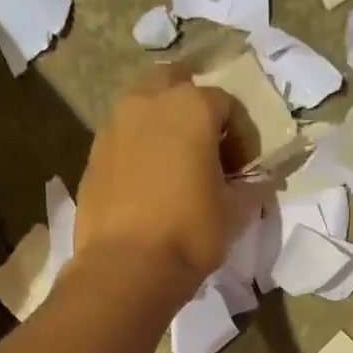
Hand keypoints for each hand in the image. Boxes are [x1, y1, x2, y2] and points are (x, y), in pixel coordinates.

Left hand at [73, 64, 241, 287]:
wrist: (126, 267)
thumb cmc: (190, 232)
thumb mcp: (236, 212)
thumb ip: (252, 187)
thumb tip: (259, 181)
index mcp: (191, 107)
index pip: (228, 105)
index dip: (243, 137)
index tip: (244, 171)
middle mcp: (148, 102)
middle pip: (177, 85)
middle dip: (196, 111)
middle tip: (207, 152)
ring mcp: (114, 126)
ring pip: (144, 108)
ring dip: (164, 127)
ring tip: (176, 169)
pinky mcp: (93, 155)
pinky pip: (124, 140)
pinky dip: (140, 151)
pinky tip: (149, 188)